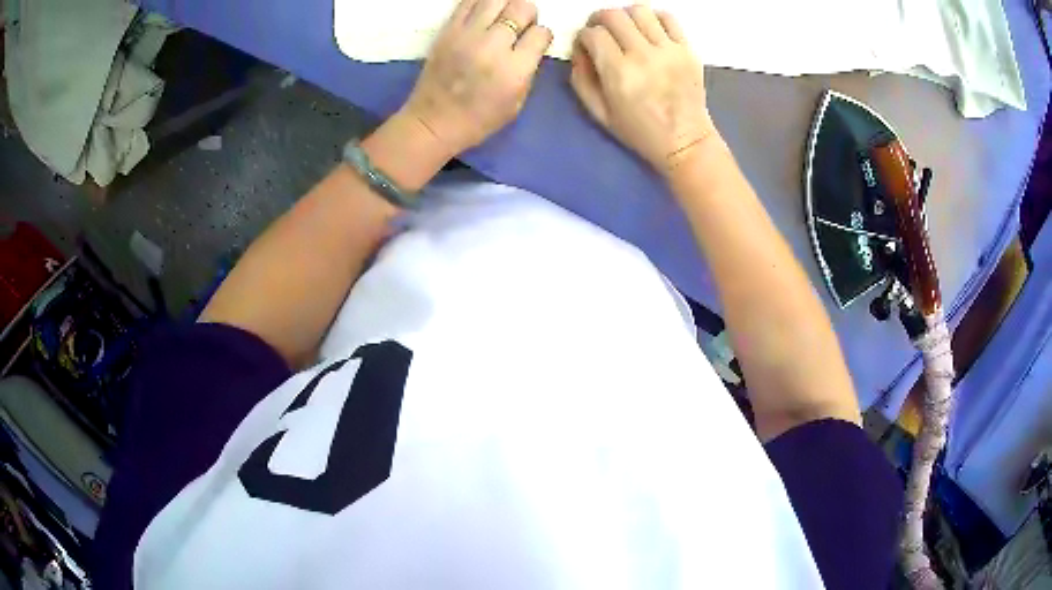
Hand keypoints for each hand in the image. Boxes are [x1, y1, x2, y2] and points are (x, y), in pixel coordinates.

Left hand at [401, 0, 552, 156]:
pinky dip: (480, 2)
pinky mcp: (447, 30)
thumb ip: (529, 68)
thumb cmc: (479, 119)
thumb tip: (533, 43)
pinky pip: (468, 2)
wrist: (433, 122)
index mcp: (514, 69)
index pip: (541, 33)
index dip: (541, 36)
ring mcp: (467, 35)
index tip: (535, 41)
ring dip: (505, 4)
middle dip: (527, 14)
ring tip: (501, 16)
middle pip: (521, 8)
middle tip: (520, 25)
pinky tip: (483, 12)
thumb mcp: (517, 102)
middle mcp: (492, 46)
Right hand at [571, 6, 716, 175]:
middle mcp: (643, 55)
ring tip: (626, 29)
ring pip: (639, 10)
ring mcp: (669, 50)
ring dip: (626, 15)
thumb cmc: (640, 131)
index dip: (583, 35)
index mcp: (619, 73)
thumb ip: (581, 78)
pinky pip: (668, 18)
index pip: (593, 33)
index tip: (586, 45)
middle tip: (601, 31)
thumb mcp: (599, 113)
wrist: (686, 142)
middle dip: (600, 19)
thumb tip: (579, 49)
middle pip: (613, 15)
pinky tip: (650, 30)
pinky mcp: (687, 49)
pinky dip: (654, 17)